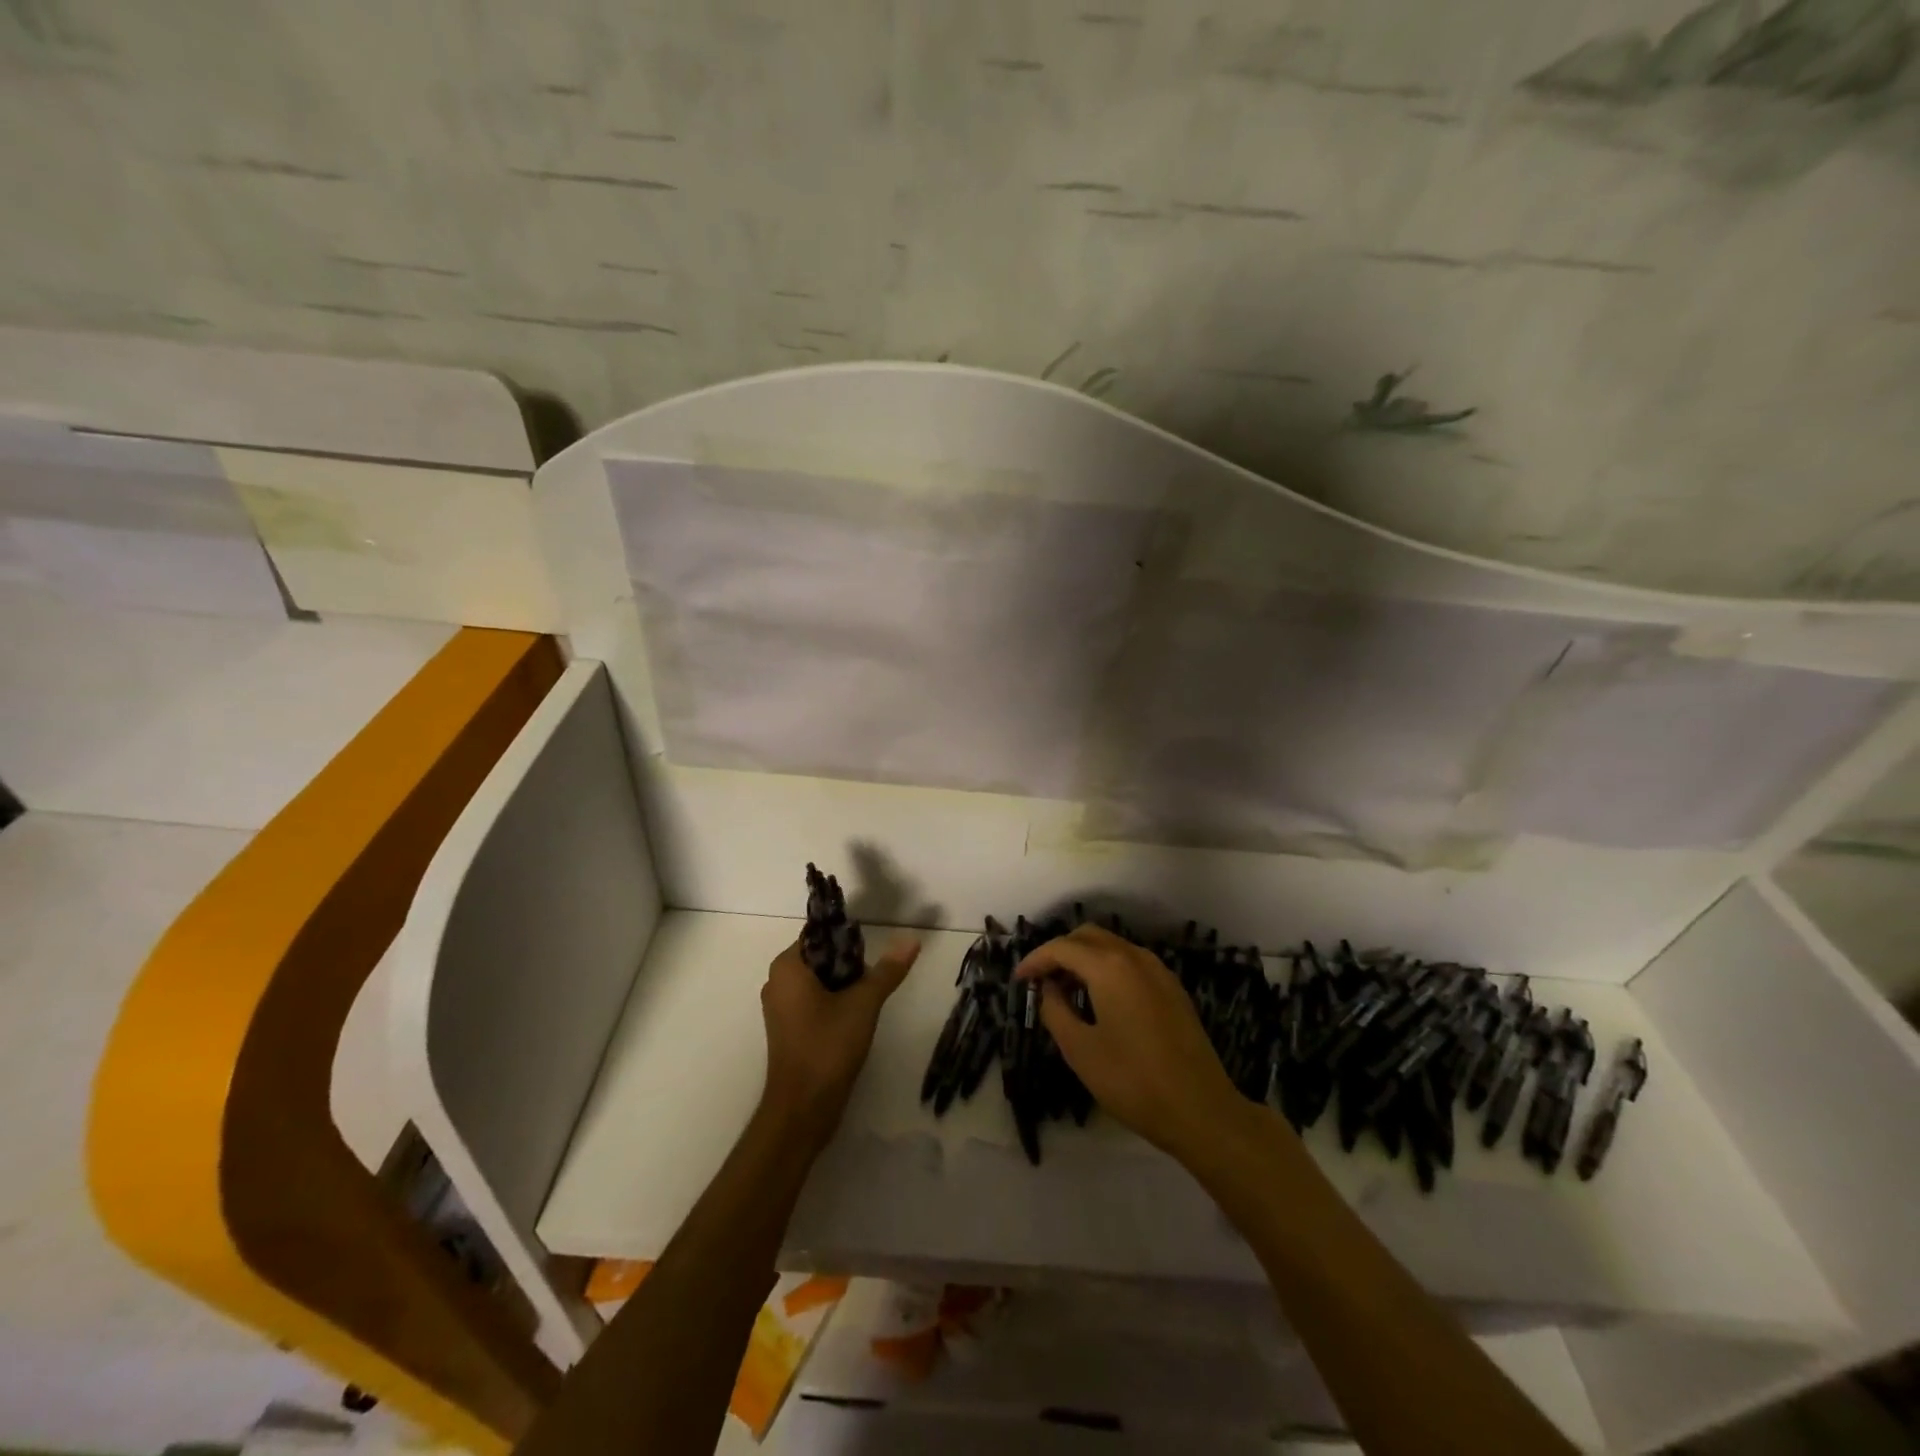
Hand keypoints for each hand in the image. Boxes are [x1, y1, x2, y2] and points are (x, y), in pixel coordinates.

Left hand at [761, 934, 920, 1147]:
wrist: (803, 1110)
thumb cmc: (827, 1047)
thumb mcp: (863, 1003)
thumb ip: (887, 970)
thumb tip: (912, 939)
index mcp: (787, 967)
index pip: (819, 934)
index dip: (848, 937)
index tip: (872, 949)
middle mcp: (777, 981)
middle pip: (821, 956)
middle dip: (850, 963)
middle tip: (873, 978)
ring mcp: (781, 1007)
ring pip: (820, 980)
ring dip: (845, 984)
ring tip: (869, 997)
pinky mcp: (789, 1029)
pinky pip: (814, 1001)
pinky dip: (835, 1001)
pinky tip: (857, 1016)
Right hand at [1015, 925, 1245, 1163]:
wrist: (1201, 1110)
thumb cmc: (1133, 1081)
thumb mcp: (1080, 1050)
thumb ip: (1056, 1011)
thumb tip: (1048, 989)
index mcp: (1109, 966)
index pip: (1062, 947)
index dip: (1036, 960)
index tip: (1019, 980)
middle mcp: (1135, 956)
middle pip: (1088, 936)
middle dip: (1060, 952)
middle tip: (1041, 982)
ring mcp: (1158, 970)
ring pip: (1112, 946)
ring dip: (1084, 959)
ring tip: (1067, 991)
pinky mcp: (1172, 988)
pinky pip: (1131, 962)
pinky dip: (1108, 968)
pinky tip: (1100, 1000)